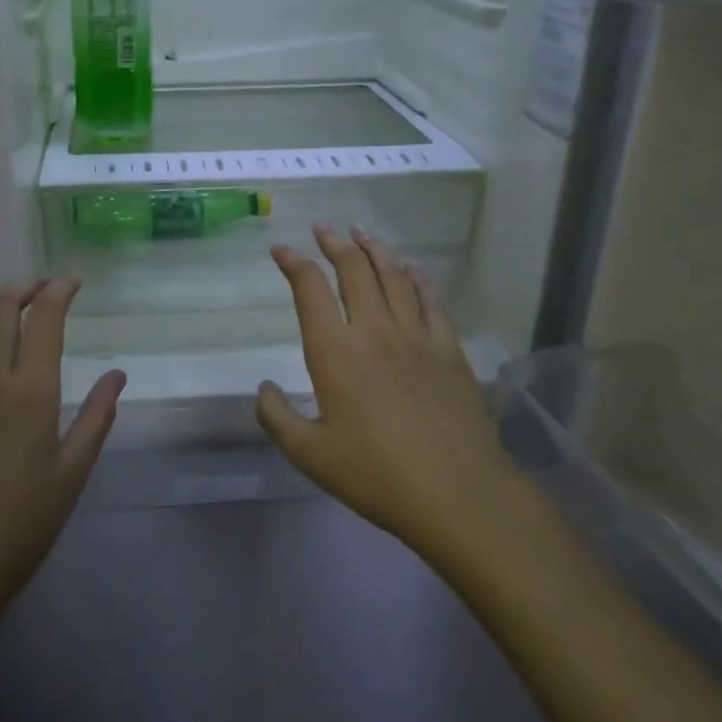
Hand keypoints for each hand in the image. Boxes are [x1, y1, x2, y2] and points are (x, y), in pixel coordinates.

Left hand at [0, 279, 124, 640]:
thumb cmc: (24, 522)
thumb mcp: (73, 471)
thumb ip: (97, 415)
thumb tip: (117, 375)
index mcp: (30, 390)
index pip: (44, 316)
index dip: (59, 290)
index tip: (73, 283)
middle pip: (0, 304)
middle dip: (25, 285)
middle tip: (44, 287)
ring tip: (10, 305)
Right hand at [256, 225, 521, 563]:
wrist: (457, 493)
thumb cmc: (377, 476)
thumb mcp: (311, 456)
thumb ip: (278, 418)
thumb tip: (263, 389)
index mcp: (335, 352)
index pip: (309, 290)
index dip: (293, 263)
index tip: (280, 250)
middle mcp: (374, 331)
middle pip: (353, 271)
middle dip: (334, 243)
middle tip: (323, 227)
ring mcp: (416, 337)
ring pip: (393, 277)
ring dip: (374, 250)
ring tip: (361, 232)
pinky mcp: (449, 349)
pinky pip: (431, 301)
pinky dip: (418, 278)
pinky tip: (412, 268)